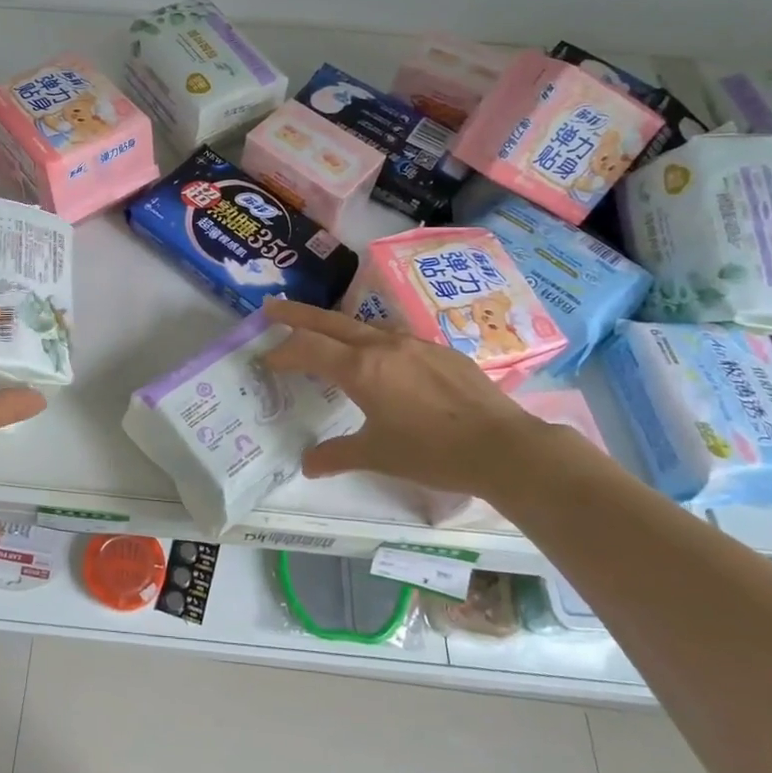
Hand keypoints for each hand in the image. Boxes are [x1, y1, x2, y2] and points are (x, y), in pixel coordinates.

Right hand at [261, 298, 555, 498]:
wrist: (504, 447)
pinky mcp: (440, 351)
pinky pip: (395, 338)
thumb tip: (307, 465)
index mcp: (360, 369)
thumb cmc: (432, 452)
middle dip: (296, 315)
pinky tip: (382, 359)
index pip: (308, 348)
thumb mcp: (378, 456)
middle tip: (271, 307)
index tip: (266, 358)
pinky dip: (373, 341)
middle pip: (329, 321)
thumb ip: (337, 455)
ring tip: (324, 333)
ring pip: (364, 326)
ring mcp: (414, 344)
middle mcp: (383, 346)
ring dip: (336, 326)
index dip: (283, 351)